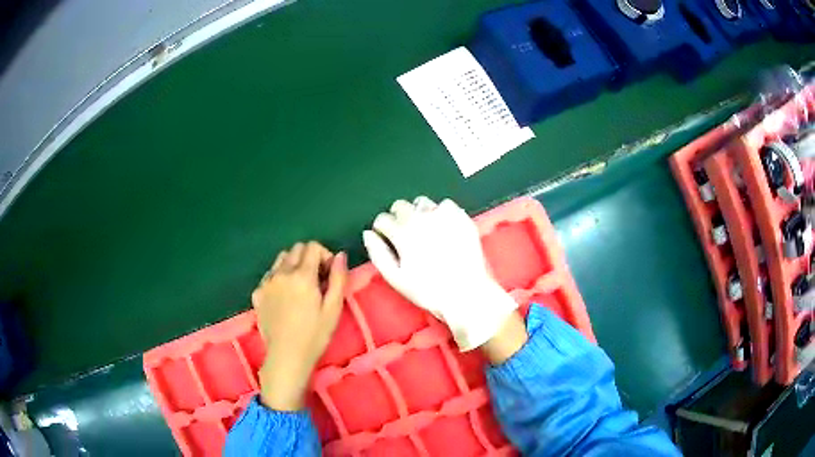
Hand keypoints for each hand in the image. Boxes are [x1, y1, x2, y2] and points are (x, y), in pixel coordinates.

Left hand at [252, 241, 346, 410]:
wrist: (286, 356)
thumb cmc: (315, 335)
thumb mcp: (333, 309)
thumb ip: (338, 278)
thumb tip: (340, 255)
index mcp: (302, 275)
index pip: (313, 247)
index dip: (325, 256)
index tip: (328, 274)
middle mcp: (281, 273)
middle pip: (296, 249)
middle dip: (309, 258)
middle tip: (317, 280)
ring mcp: (266, 282)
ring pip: (281, 259)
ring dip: (293, 265)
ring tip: (300, 287)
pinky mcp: (257, 293)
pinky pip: (269, 274)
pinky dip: (279, 277)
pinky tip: (284, 297)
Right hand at [362, 197, 522, 351]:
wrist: (466, 293)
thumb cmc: (428, 290)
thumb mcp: (395, 278)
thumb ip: (378, 253)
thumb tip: (368, 234)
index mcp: (403, 232)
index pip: (382, 219)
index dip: (383, 230)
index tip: (388, 240)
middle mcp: (421, 218)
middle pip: (400, 206)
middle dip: (398, 218)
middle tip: (406, 236)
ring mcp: (443, 215)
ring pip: (421, 202)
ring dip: (418, 213)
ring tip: (425, 231)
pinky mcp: (461, 217)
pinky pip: (445, 205)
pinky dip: (440, 213)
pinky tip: (443, 228)